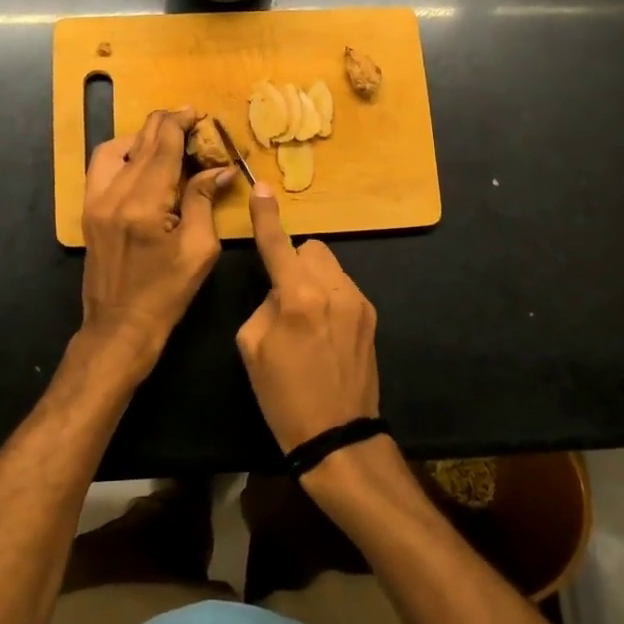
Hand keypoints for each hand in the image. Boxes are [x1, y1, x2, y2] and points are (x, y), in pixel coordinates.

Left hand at [79, 107, 233, 381]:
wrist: (119, 328)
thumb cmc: (167, 294)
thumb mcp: (200, 250)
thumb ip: (204, 200)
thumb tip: (220, 168)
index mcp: (144, 204)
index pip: (163, 146)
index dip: (180, 123)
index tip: (198, 113)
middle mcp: (114, 194)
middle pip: (140, 142)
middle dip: (165, 125)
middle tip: (189, 120)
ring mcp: (95, 201)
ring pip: (115, 148)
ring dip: (142, 137)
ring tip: (166, 140)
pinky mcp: (87, 210)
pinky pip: (101, 167)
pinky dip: (123, 154)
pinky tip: (142, 161)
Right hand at [236, 183, 379, 452]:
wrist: (337, 435)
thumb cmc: (283, 396)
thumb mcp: (252, 347)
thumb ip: (265, 303)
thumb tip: (280, 290)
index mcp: (298, 297)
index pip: (278, 243)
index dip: (266, 216)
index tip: (261, 188)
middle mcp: (333, 289)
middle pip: (311, 249)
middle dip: (294, 263)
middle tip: (283, 298)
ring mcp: (358, 301)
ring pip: (329, 267)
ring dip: (313, 279)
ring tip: (306, 318)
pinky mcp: (371, 315)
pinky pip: (343, 288)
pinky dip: (329, 296)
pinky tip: (325, 331)